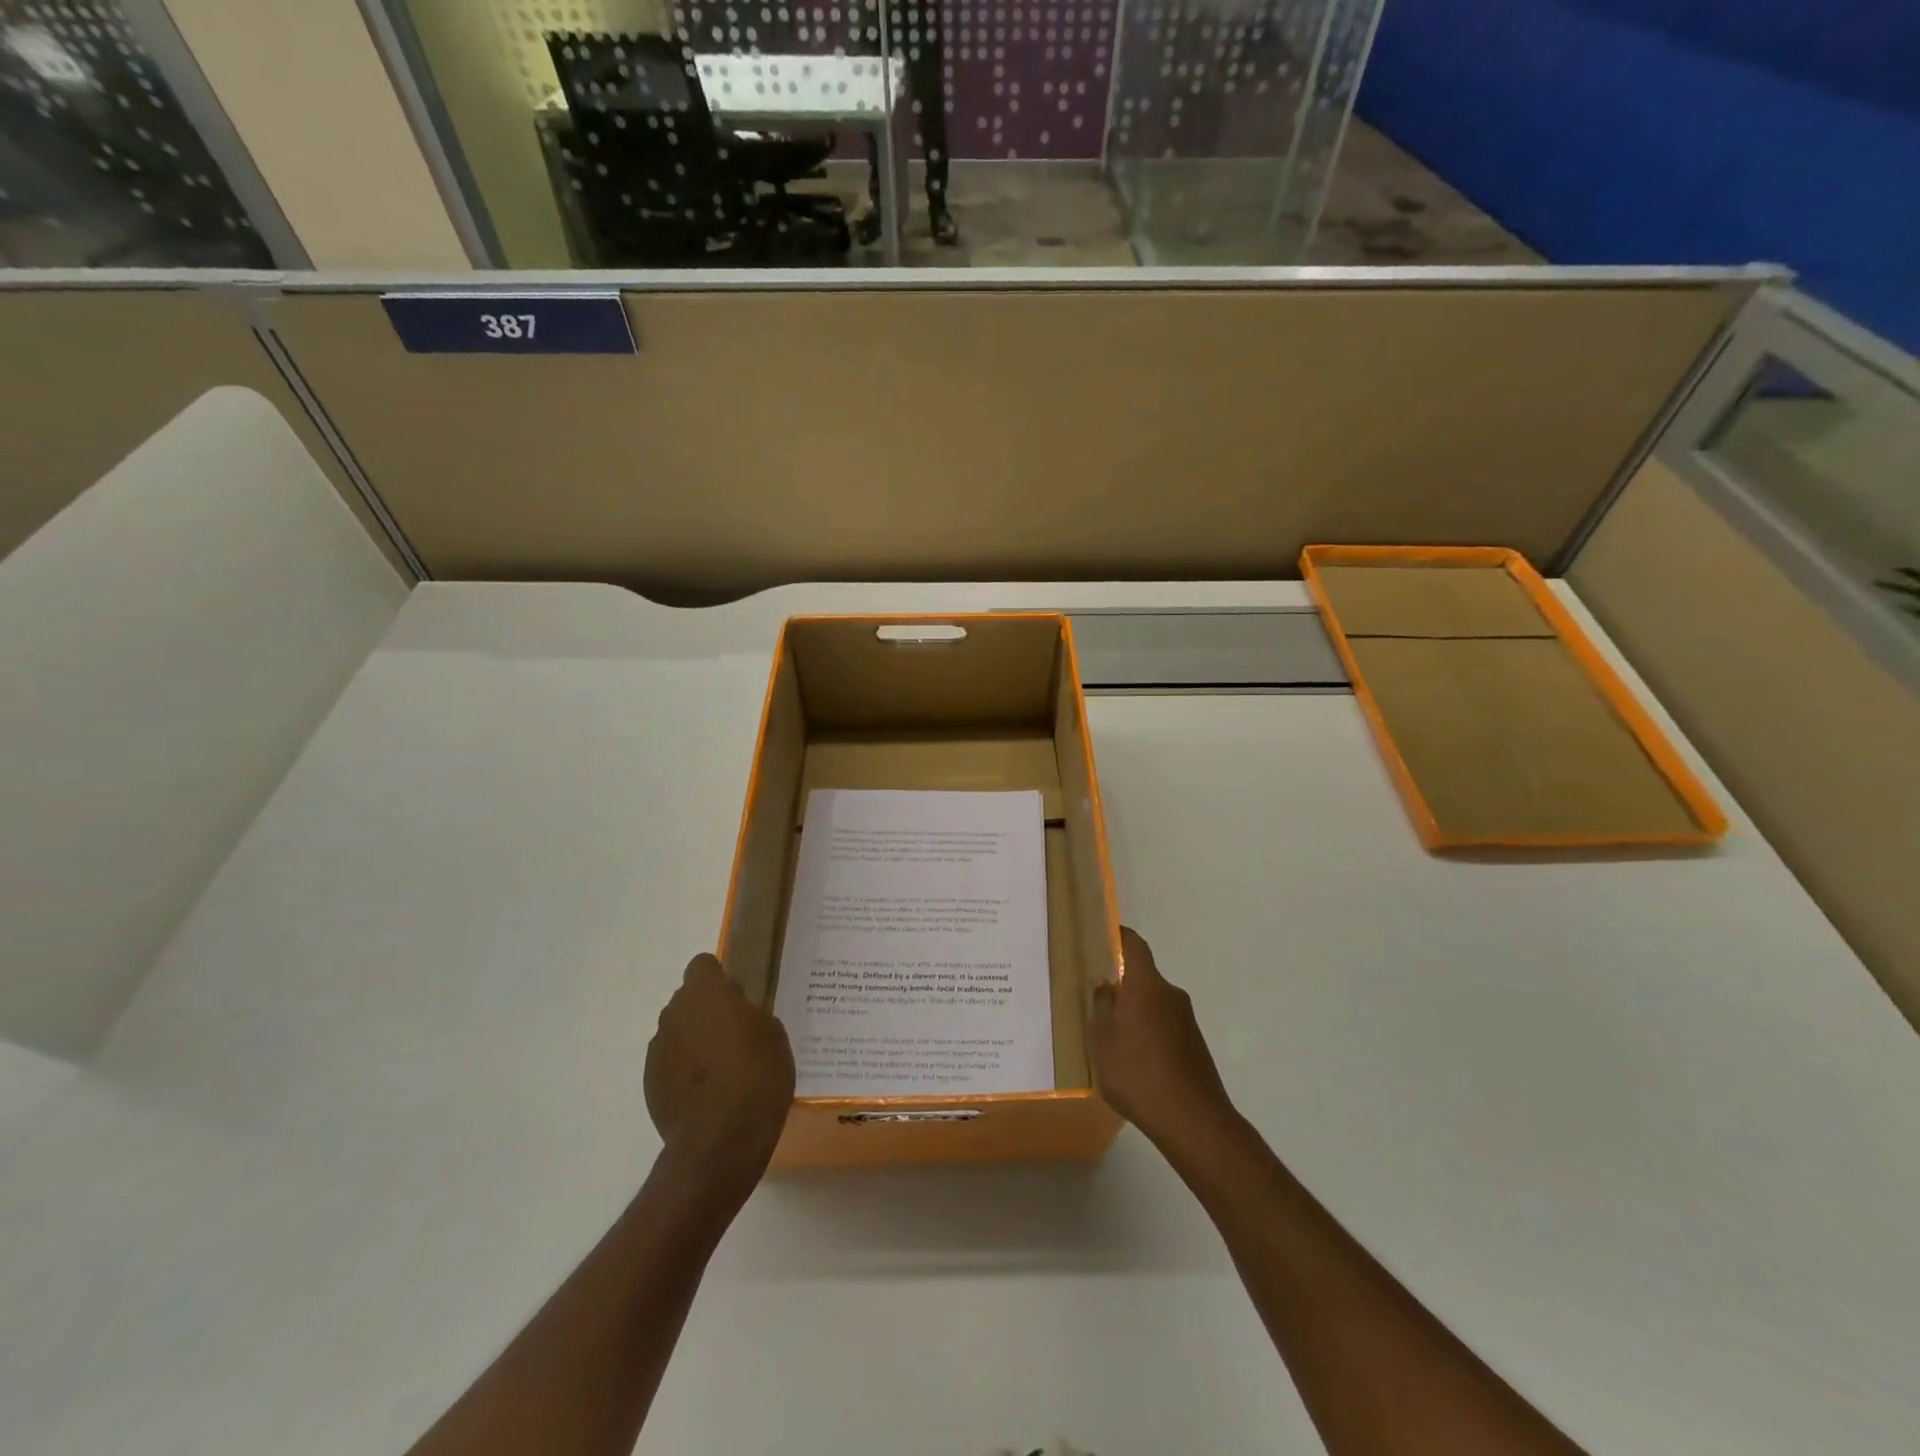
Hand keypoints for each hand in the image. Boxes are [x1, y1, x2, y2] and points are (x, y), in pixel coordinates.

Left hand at [645, 954, 794, 1201]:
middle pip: (688, 1000)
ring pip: (679, 1033)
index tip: (739, 998)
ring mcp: (657, 1051)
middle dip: (708, 1011)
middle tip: (736, 1034)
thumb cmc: (757, 1075)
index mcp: (704, 993)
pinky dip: (686, 1072)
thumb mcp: (772, 1033)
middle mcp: (673, 1014)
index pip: (703, 965)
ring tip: (723, 1070)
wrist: (720, 1140)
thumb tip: (735, 1012)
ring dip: (695, 1042)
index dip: (720, 978)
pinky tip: (709, 1095)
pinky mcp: (650, 1084)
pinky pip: (671, 1064)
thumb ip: (749, 1013)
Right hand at [1089, 927, 1236, 1150]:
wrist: (1192, 1119)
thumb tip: (1104, 981)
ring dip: (1136, 1014)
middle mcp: (1171, 995)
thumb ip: (1101, 1006)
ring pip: (1154, 1005)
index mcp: (1146, 985)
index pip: (1135, 946)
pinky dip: (1149, 1035)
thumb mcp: (1102, 1039)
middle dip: (1123, 985)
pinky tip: (1135, 1062)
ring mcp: (1186, 1021)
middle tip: (1097, 999)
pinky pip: (1165, 1028)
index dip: (1120, 937)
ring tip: (1112, 1037)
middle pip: (1144, 978)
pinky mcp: (1195, 1046)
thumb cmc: (1136, 1072)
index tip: (1104, 935)